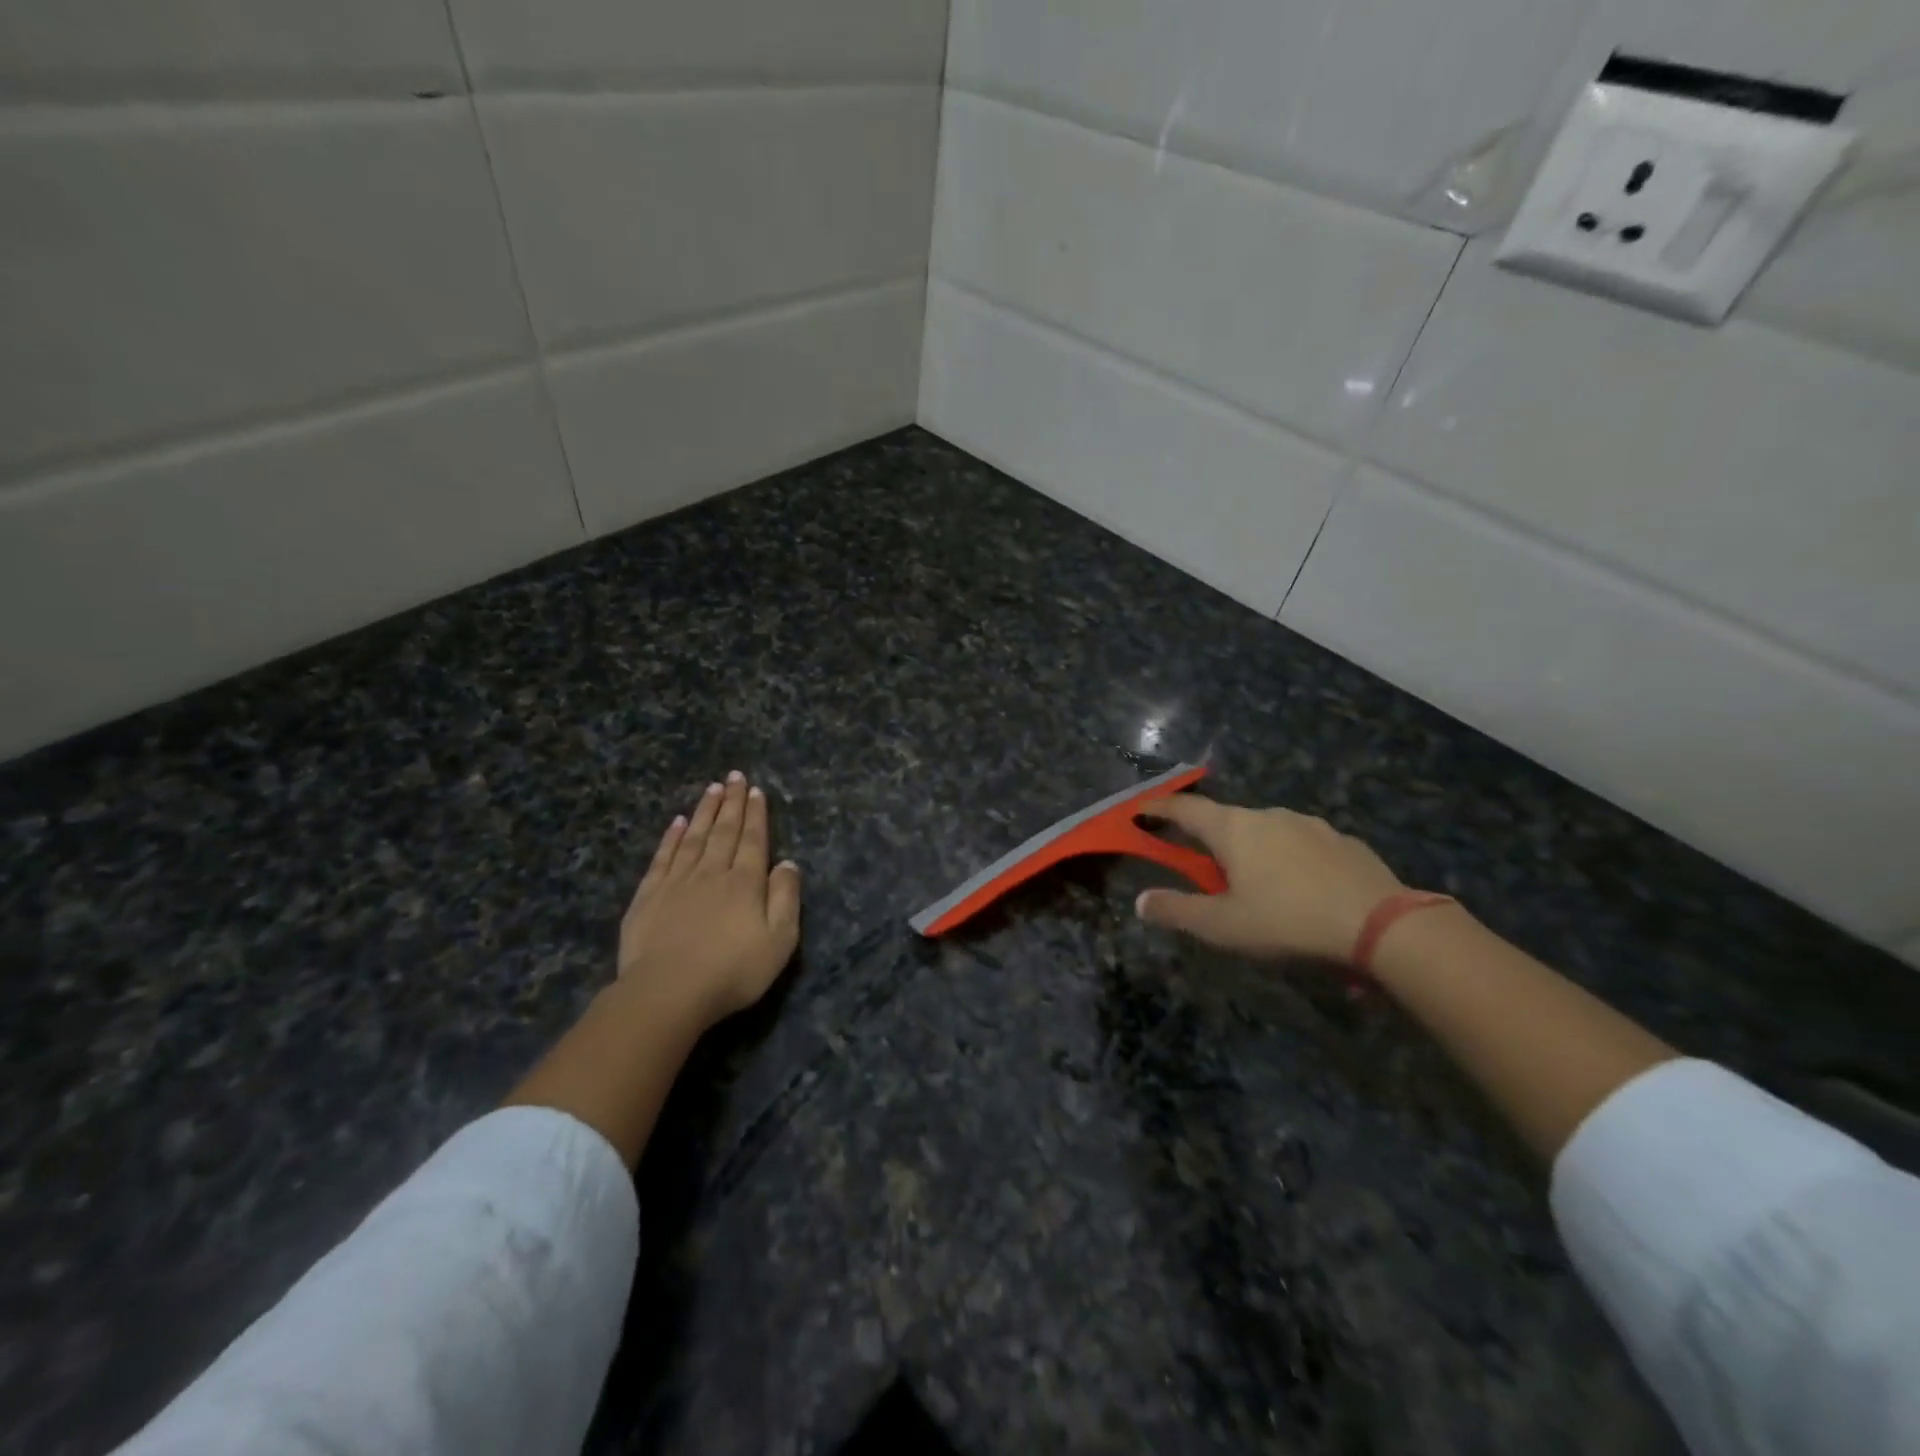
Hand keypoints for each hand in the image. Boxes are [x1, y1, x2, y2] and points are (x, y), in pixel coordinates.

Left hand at [619, 771, 801, 1031]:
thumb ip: (786, 898)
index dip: (756, 814)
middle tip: (735, 776)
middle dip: (732, 802)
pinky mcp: (648, 896)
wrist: (667, 992)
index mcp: (745, 882)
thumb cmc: (732, 971)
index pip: (753, 839)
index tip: (756, 790)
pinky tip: (675, 823)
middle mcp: (712, 872)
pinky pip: (663, 858)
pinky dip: (670, 838)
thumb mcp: (779, 941)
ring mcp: (677, 882)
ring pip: (694, 837)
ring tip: (712, 789)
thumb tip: (788, 863)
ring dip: (704, 811)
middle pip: (724, 831)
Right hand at [1135, 796, 1405, 962]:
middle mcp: (1268, 815)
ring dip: (1251, 848)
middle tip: (1201, 863)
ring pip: (1266, 830)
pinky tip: (1300, 887)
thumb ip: (1178, 911)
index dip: (1159, 808)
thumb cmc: (1287, 921)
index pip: (1184, 808)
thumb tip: (1140, 901)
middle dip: (1208, 837)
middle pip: (1225, 819)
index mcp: (1233, 829)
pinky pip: (1302, 843)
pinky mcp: (1343, 841)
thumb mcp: (1223, 926)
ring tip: (1255, 880)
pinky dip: (1289, 858)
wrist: (1381, 926)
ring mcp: (1310, 824)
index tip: (1140, 810)